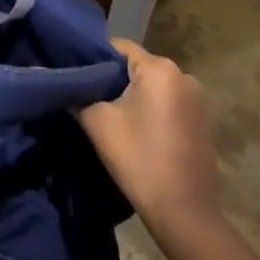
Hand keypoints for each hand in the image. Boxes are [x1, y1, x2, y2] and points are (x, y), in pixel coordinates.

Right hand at [79, 38, 220, 236]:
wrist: (184, 212)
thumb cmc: (138, 159)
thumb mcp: (98, 123)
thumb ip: (75, 94)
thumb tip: (58, 80)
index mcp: (160, 69)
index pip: (117, 47)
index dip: (92, 59)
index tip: (75, 76)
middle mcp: (184, 75)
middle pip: (136, 66)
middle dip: (112, 79)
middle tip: (87, 97)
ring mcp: (197, 99)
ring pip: (152, 86)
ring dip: (132, 96)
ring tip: (110, 116)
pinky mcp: (202, 120)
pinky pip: (168, 102)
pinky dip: (150, 110)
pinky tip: (136, 131)